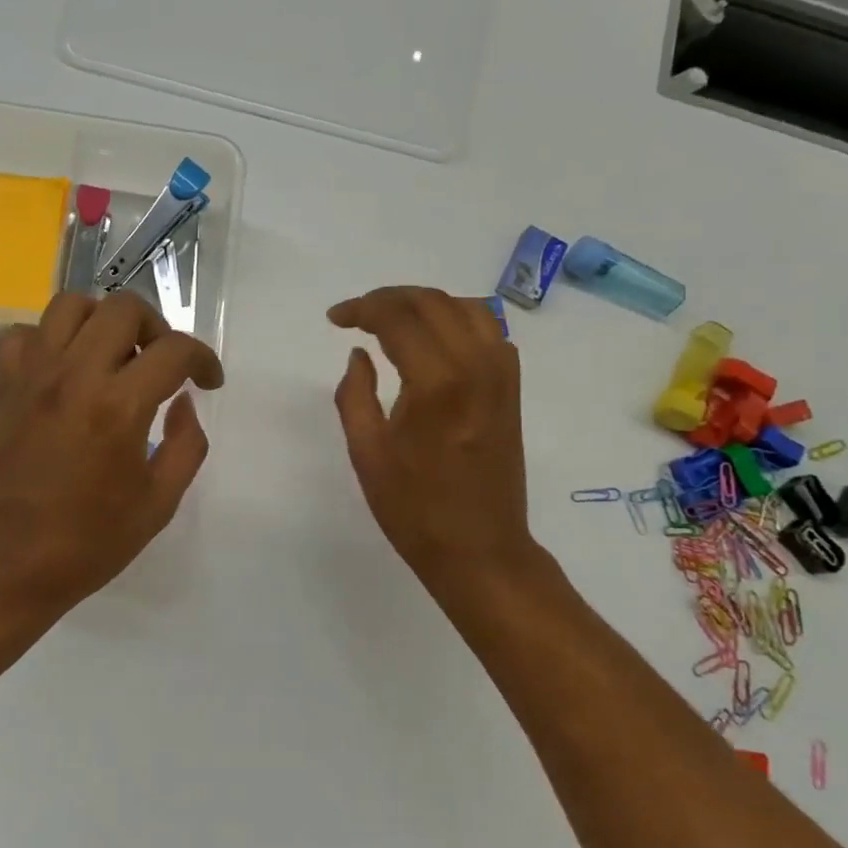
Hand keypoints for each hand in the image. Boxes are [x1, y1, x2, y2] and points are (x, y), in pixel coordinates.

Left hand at [0, 291, 223, 622]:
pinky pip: (23, 334)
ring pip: (70, 305)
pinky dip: (49, 339)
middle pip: (122, 307)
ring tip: (115, 356)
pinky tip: (65, 369)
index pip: (174, 350)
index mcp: (119, 407)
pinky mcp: (6, 389)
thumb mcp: (159, 503)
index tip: (208, 382)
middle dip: (157, 327)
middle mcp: (75, 377)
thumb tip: (184, 402)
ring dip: (103, 320)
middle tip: (162, 365)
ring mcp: (34, 378)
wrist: (7, 568)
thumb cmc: (89, 544)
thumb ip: (187, 444)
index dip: (203, 360)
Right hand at [328, 287, 538, 605]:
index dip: (362, 308)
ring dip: (425, 304)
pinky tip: (434, 339)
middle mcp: (476, 365)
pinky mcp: (511, 388)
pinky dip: (458, 319)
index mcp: (436, 382)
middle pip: (432, 302)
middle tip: (357, 315)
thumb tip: (359, 354)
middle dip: (389, 299)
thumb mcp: (367, 453)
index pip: (398, 316)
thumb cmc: (414, 509)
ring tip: (393, 321)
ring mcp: (502, 375)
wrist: (480, 549)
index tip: (336, 319)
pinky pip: (489, 330)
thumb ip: (354, 394)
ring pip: (466, 307)